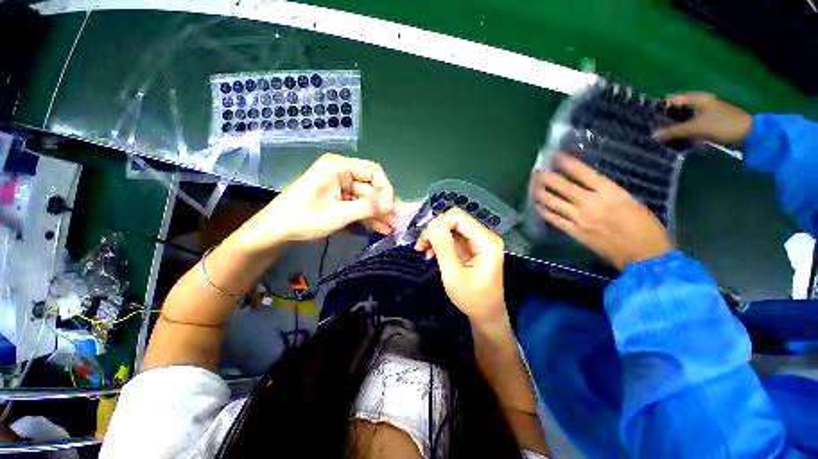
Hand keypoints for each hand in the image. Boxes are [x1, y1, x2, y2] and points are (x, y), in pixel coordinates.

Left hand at [235, 153, 394, 250]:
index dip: (385, 189)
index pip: (373, 171)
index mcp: (338, 167)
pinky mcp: (339, 199)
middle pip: (371, 187)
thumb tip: (390, 205)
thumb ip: (366, 208)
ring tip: (392, 228)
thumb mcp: (338, 214)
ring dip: (378, 213)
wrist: (276, 232)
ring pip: (367, 198)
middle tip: (397, 222)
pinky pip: (358, 205)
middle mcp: (341, 173)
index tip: (390, 208)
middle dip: (384, 205)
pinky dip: (368, 216)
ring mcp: (340, 186)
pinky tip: (381, 227)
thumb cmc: (303, 219)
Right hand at [414, 208, 506, 324]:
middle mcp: (485, 236)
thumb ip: (443, 247)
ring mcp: (479, 241)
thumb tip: (432, 224)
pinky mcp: (473, 247)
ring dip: (435, 236)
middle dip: (435, 230)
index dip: (438, 223)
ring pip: (452, 227)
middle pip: (455, 220)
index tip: (423, 239)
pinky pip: (453, 237)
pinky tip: (430, 253)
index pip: (458, 217)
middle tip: (420, 245)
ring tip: (421, 249)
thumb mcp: (453, 274)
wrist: (486, 315)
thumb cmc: (472, 298)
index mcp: (486, 241)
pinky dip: (440, 243)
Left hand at [531, 154, 673, 269]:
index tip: (554, 156)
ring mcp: (578, 218)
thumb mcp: (631, 201)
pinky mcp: (573, 232)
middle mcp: (590, 203)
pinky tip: (537, 205)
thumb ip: (607, 192)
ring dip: (539, 192)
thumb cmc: (646, 227)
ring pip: (551, 202)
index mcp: (609, 192)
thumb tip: (587, 185)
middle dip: (545, 176)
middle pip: (560, 186)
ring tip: (532, 186)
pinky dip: (543, 210)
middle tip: (536, 170)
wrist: (644, 255)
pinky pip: (553, 219)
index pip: (582, 173)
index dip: (566, 163)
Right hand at [653, 93, 753, 144]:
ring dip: (674, 128)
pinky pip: (691, 126)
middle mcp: (700, 103)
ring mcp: (705, 113)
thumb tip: (653, 135)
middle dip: (665, 121)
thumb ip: (674, 131)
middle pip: (677, 110)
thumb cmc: (722, 125)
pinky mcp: (708, 122)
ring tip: (662, 139)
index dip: (660, 108)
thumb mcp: (696, 128)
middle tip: (653, 132)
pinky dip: (683, 132)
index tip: (648, 119)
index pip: (672, 100)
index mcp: (697, 99)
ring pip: (683, 119)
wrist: (748, 134)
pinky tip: (677, 141)